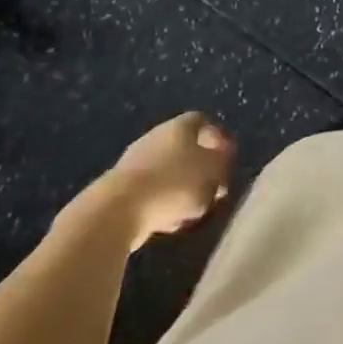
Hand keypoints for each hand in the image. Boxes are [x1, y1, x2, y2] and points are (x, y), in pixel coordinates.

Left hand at [69, 111, 234, 248]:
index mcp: (178, 127)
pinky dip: (163, 205)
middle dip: (201, 169)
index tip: (227, 159)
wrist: (115, 212)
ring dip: (183, 189)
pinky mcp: (121, 190)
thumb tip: (222, 157)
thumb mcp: (211, 172)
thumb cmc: (173, 184)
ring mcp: (135, 164)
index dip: (217, 138)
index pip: (202, 121)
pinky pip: (152, 194)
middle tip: (214, 188)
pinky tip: (169, 222)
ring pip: (168, 172)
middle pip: (185, 148)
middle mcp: (155, 138)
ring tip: (194, 210)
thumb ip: (222, 163)